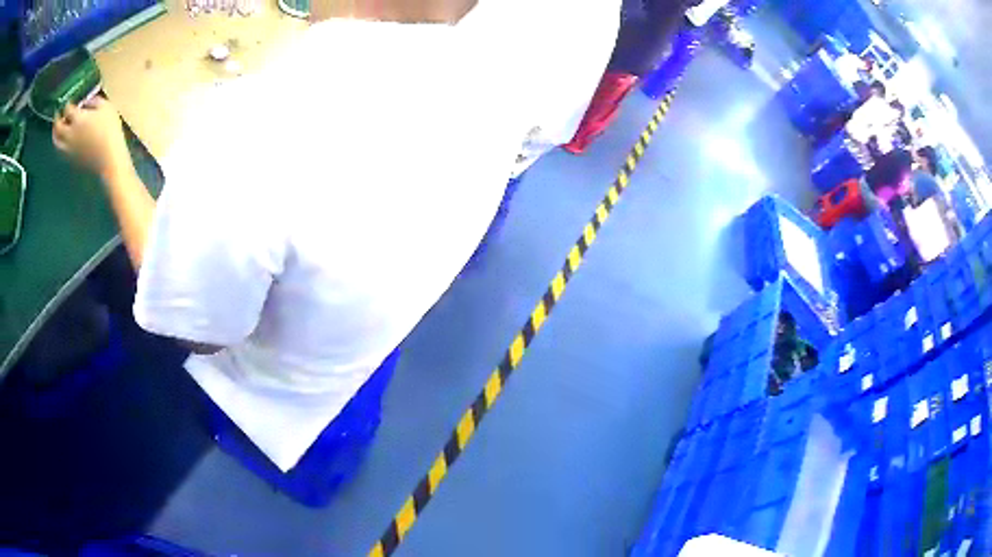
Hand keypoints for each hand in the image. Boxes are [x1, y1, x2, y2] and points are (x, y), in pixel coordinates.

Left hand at [53, 97, 129, 179]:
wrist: (109, 158)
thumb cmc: (109, 130)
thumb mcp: (106, 108)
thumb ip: (94, 102)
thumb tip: (87, 102)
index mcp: (78, 119)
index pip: (68, 109)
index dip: (67, 103)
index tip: (68, 100)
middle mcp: (70, 134)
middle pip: (58, 127)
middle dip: (57, 120)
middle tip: (57, 114)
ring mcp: (69, 148)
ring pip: (57, 142)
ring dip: (55, 134)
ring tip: (56, 130)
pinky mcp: (72, 158)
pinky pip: (61, 150)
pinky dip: (60, 144)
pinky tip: (63, 141)